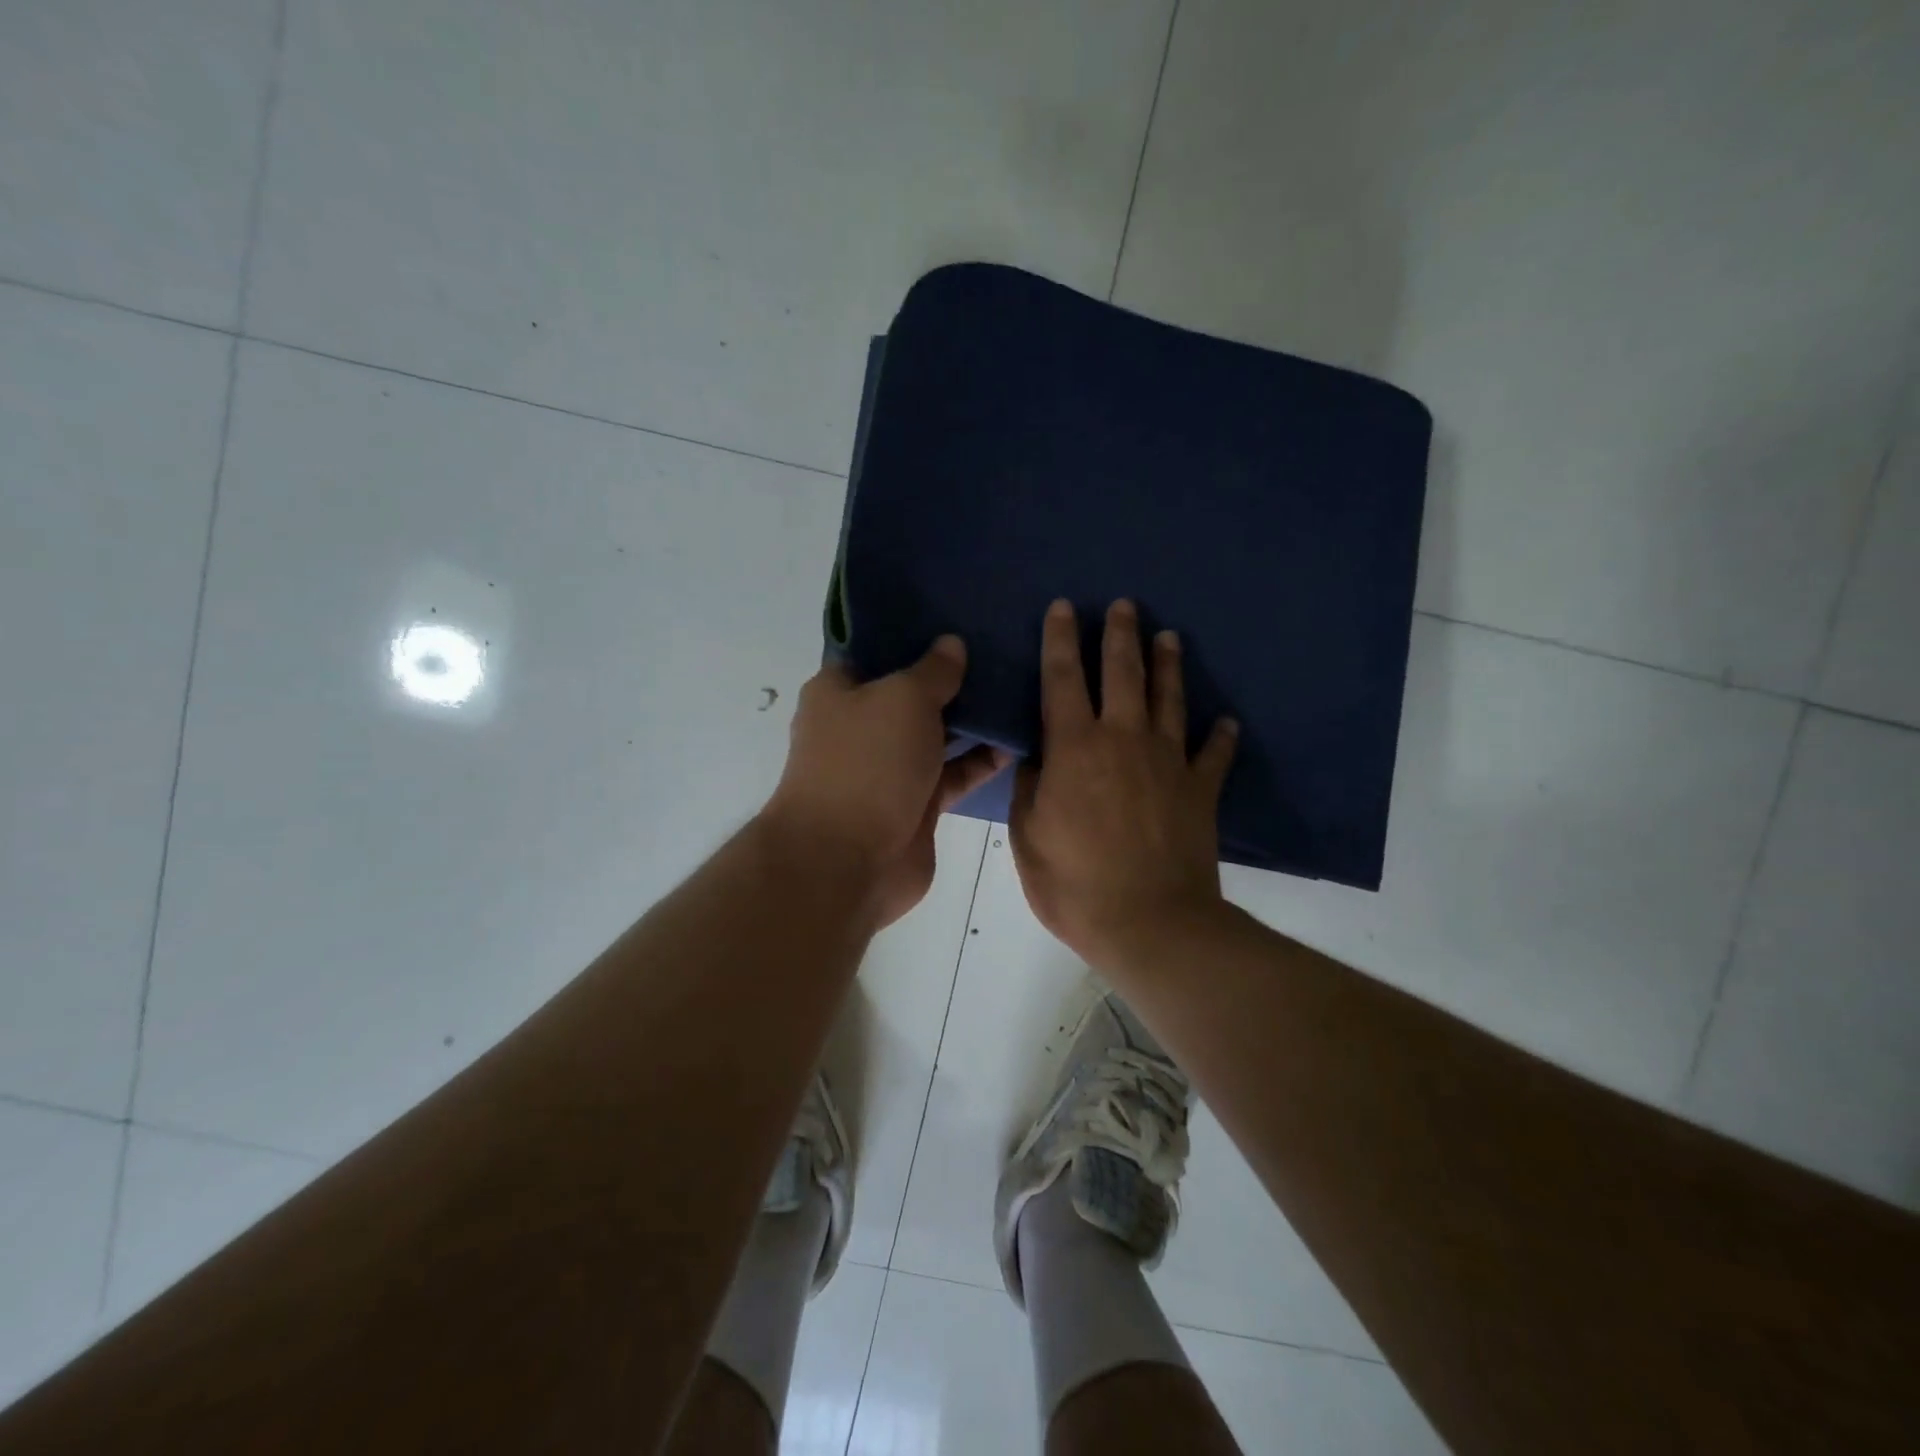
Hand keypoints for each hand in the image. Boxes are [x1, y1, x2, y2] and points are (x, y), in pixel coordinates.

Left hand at [765, 638, 1007, 928]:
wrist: (847, 863)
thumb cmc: (866, 764)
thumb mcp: (902, 698)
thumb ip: (933, 671)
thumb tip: (951, 645)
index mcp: (840, 690)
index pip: (877, 649)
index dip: (914, 632)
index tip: (957, 615)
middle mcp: (862, 725)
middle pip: (912, 691)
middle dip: (953, 675)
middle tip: (1002, 647)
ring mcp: (889, 767)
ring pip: (937, 733)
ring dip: (974, 718)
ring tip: (1020, 688)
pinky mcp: (916, 803)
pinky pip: (954, 773)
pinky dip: (981, 760)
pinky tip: (1018, 740)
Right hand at [1010, 599, 1237, 974]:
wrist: (1151, 923)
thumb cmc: (1075, 884)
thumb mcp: (1027, 838)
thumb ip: (1029, 789)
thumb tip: (1036, 759)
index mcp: (1074, 748)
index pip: (1062, 678)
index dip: (1060, 640)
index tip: (1064, 606)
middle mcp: (1123, 739)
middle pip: (1122, 673)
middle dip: (1120, 635)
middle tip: (1125, 605)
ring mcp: (1168, 761)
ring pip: (1169, 699)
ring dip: (1168, 665)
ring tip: (1170, 636)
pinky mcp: (1201, 790)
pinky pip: (1214, 754)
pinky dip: (1222, 736)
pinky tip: (1228, 721)